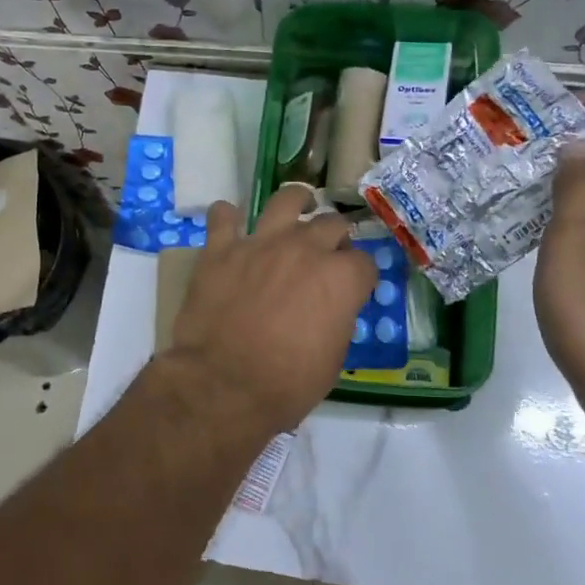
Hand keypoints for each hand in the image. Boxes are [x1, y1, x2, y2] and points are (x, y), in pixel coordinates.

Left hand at [165, 186, 376, 439]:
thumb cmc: (286, 384)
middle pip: (330, 224)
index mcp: (339, 278)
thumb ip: (337, 320)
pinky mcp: (220, 249)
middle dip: (334, 237)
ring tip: (297, 207)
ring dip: (295, 202)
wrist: (222, 384)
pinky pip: (223, 217)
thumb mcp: (333, 360)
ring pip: (285, 201)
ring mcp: (260, 243)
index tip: (354, 287)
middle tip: (326, 254)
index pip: (364, 262)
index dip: (360, 276)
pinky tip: (229, 223)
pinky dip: (227, 217)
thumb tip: (331, 309)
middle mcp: (304, 249)